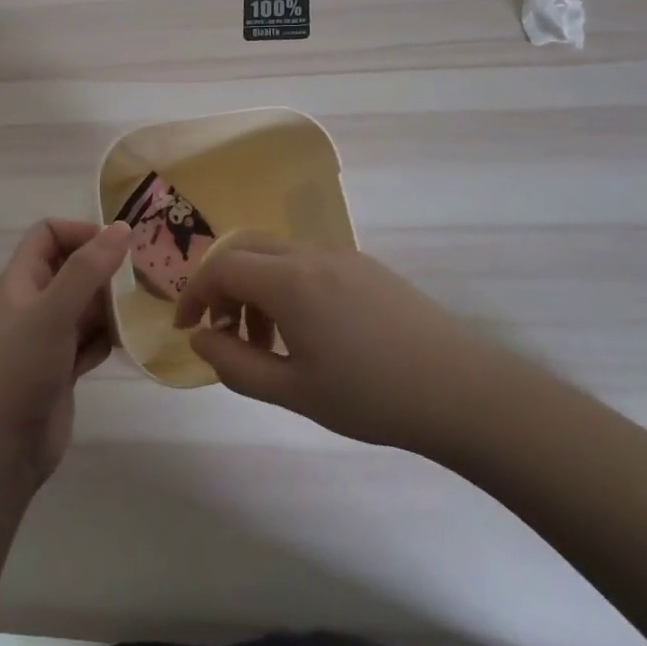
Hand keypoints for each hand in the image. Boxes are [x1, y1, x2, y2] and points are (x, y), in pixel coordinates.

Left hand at [0, 219, 130, 490]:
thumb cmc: (19, 370)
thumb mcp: (52, 311)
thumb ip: (87, 269)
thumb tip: (122, 228)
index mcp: (22, 280)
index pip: (49, 234)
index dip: (81, 232)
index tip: (118, 247)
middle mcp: (35, 303)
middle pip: (74, 268)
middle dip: (106, 269)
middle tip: (145, 277)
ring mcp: (49, 338)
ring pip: (87, 306)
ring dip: (113, 305)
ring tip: (145, 308)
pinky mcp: (63, 368)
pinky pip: (92, 340)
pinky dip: (109, 338)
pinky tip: (129, 343)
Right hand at [173, 239, 508, 456]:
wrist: (459, 389)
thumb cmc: (369, 396)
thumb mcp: (292, 390)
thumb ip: (234, 363)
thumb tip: (200, 339)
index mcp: (289, 280)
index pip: (221, 267)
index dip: (194, 294)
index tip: (187, 329)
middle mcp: (312, 254)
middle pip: (247, 249)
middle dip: (223, 286)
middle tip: (223, 332)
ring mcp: (343, 255)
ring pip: (278, 255)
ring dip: (256, 288)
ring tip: (266, 343)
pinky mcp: (366, 266)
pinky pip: (308, 262)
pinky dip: (286, 286)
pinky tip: (305, 332)